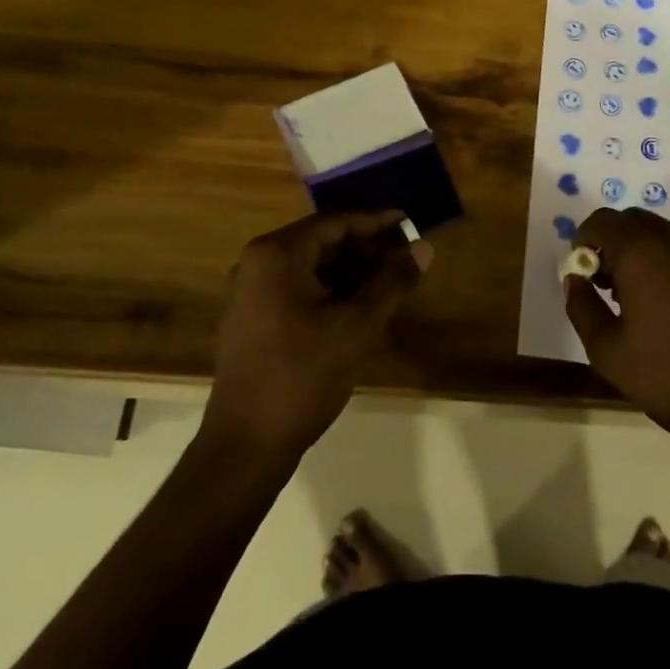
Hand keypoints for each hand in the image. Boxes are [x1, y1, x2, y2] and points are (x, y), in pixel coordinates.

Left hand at [204, 211, 430, 461]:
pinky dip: (331, 291)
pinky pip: (298, 288)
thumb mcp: (357, 326)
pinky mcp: (253, 318)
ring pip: (312, 267)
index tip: (411, 223)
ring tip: (391, 281)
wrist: (245, 446)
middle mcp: (257, 263)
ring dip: (351, 271)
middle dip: (366, 248)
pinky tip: (361, 306)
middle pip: (322, 242)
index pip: (335, 223)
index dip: (376, 222)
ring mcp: (250, 292)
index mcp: (276, 254)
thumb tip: (424, 246)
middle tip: (406, 255)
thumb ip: (393, 282)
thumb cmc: (302, 377)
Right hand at [564, 207, 669, 443]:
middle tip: (604, 282)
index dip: (584, 239)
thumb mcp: (608, 351)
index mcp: (641, 254)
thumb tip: (574, 279)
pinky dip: (664, 259)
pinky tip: (664, 303)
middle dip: (610, 241)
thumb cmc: (668, 377)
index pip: (602, 221)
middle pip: (631, 220)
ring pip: (659, 232)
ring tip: (633, 296)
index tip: (581, 271)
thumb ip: (582, 307)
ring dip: (638, 249)